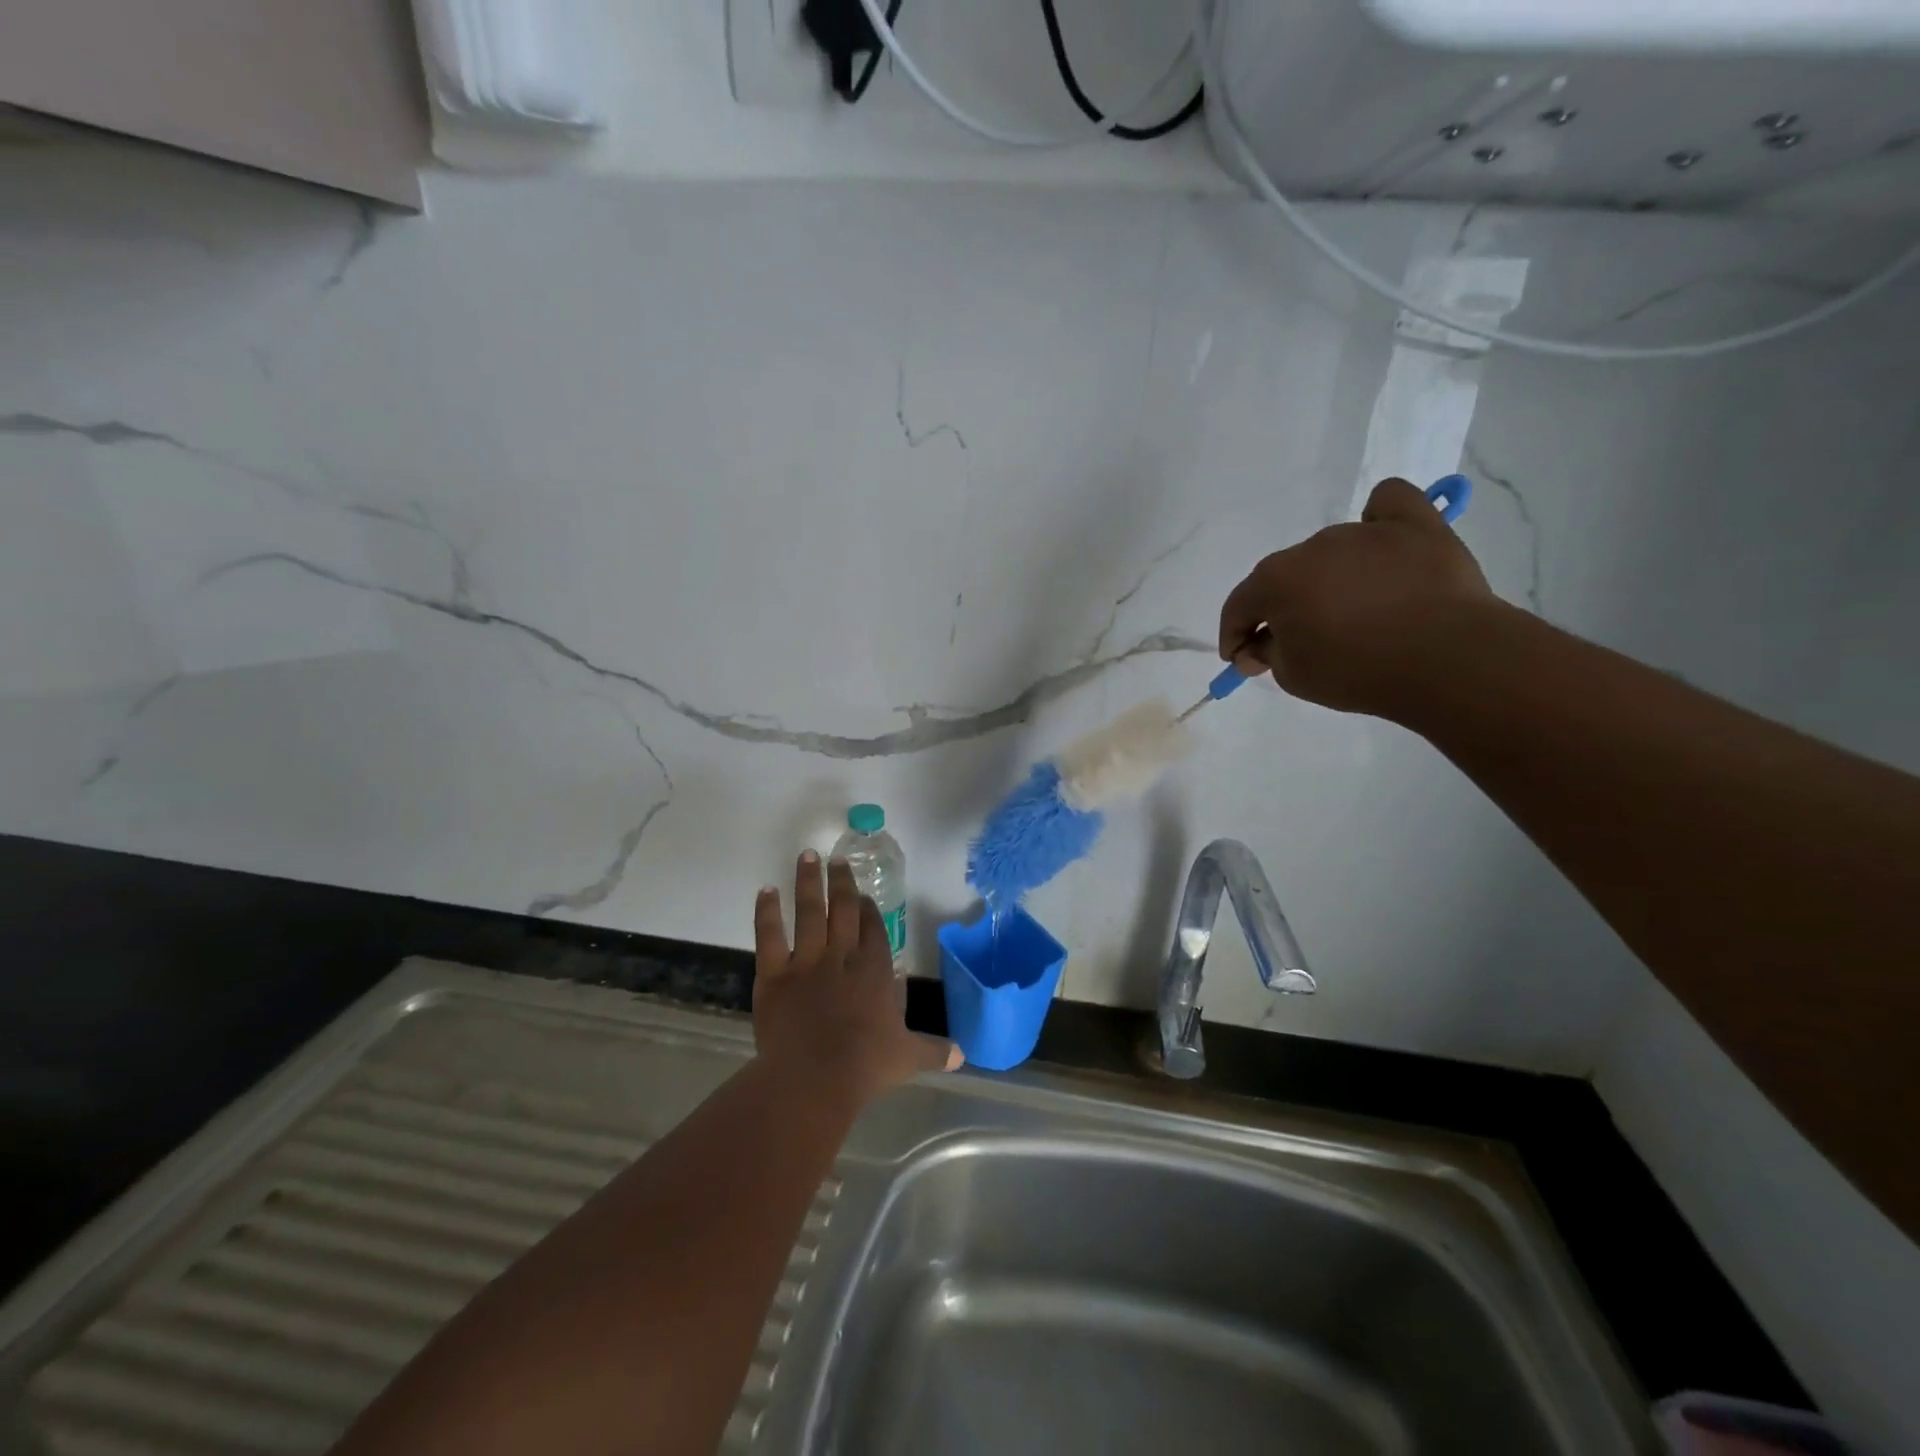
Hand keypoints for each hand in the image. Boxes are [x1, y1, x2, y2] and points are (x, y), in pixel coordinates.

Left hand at [752, 852, 959, 1112]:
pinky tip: (765, 891)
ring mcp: (806, 961)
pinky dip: (766, 911)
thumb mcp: (907, 1057)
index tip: (865, 895)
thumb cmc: (864, 1066)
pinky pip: (769, 935)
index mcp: (874, 969)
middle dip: (842, 882)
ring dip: (809, 882)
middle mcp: (842, 955)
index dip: (869, 909)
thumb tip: (963, 1056)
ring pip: (809, 911)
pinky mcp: (774, 973)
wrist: (813, 1079)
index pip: (874, 928)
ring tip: (807, 856)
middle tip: (837, 859)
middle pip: (844, 909)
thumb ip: (934, 1051)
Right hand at [1219, 477, 1499, 717]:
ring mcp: (1364, 530)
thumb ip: (1266, 654)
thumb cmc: (1357, 671)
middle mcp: (1312, 546)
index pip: (1239, 605)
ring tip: (1356, 611)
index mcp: (1275, 580)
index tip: (1243, 659)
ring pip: (1330, 552)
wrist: (1446, 658)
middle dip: (1283, 609)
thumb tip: (1263, 642)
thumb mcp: (1292, 677)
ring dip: (1329, 578)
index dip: (1234, 635)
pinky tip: (1382, 544)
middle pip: (1284, 577)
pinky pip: (1387, 505)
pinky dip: (1379, 521)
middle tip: (1301, 644)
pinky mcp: (1417, 524)